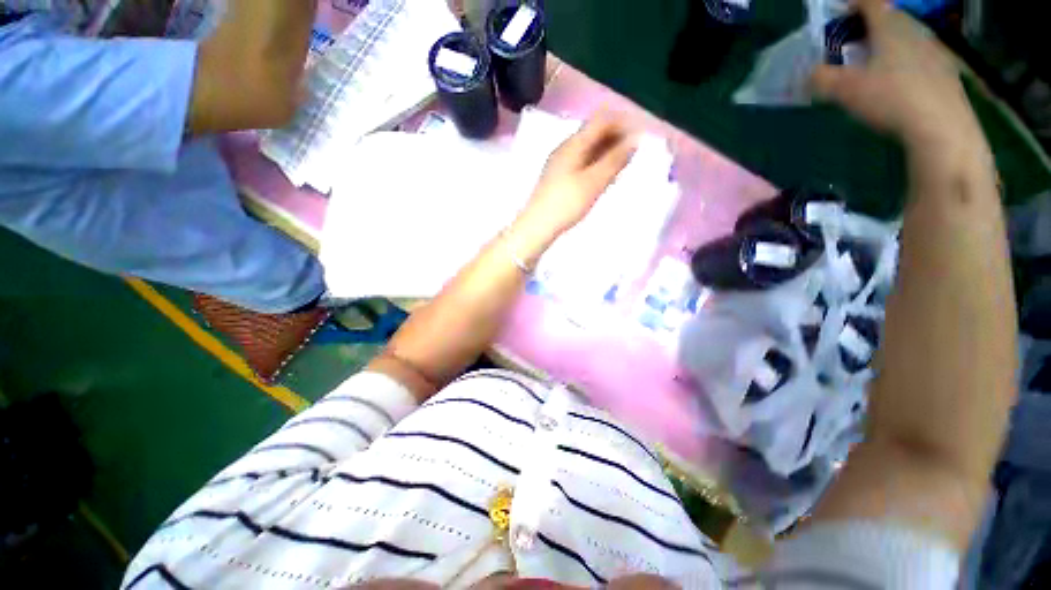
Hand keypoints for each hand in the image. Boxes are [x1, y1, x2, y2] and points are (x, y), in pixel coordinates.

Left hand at [510, 114, 636, 253]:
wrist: (538, 226)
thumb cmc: (567, 203)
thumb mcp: (594, 181)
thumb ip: (615, 159)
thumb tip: (635, 139)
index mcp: (573, 144)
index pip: (600, 120)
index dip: (621, 122)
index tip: (639, 135)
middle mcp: (565, 148)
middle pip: (593, 133)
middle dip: (615, 137)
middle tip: (633, 152)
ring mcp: (560, 163)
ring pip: (588, 149)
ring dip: (606, 152)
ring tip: (622, 165)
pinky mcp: (558, 178)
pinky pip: (581, 162)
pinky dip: (596, 164)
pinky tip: (603, 177)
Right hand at [811, 0, 984, 155]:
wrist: (941, 126)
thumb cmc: (890, 98)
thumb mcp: (844, 91)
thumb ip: (821, 79)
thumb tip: (809, 74)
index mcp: (889, 26)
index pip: (869, 1)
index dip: (852, 4)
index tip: (838, 13)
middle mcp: (913, 28)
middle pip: (889, 17)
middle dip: (869, 26)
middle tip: (852, 44)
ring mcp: (934, 48)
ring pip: (905, 36)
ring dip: (888, 44)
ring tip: (874, 65)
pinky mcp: (947, 69)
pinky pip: (920, 54)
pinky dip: (906, 61)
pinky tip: (899, 82)